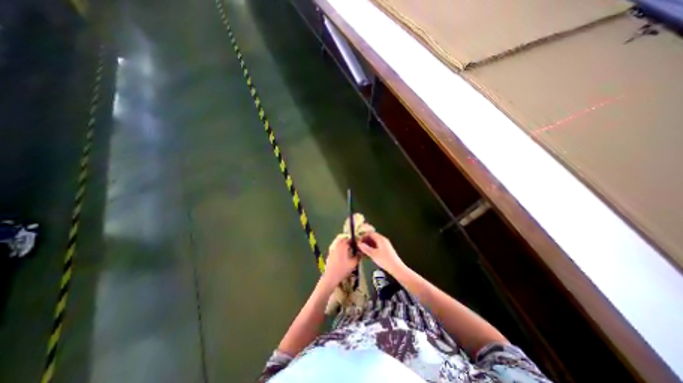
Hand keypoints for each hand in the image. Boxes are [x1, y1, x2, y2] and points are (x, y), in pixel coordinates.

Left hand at [322, 235, 359, 285]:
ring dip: (343, 244)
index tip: (357, 244)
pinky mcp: (330, 254)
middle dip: (348, 241)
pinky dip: (339, 248)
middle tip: (353, 246)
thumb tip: (361, 252)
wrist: (331, 277)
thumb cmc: (343, 269)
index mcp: (343, 246)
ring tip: (348, 250)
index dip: (354, 241)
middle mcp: (337, 245)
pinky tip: (342, 255)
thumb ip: (358, 256)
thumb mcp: (353, 263)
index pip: (349, 239)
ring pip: (338, 243)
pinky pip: (335, 247)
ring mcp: (332, 249)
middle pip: (343, 239)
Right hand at [355, 232, 401, 272]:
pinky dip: (372, 247)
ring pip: (374, 241)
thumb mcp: (373, 254)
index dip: (363, 236)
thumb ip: (365, 248)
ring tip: (362, 250)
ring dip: (368, 244)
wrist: (396, 268)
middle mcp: (383, 240)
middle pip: (372, 236)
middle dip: (365, 240)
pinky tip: (368, 253)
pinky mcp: (386, 249)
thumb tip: (359, 243)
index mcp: (380, 239)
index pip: (370, 233)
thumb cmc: (385, 260)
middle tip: (359, 246)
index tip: (358, 242)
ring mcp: (385, 244)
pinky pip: (377, 245)